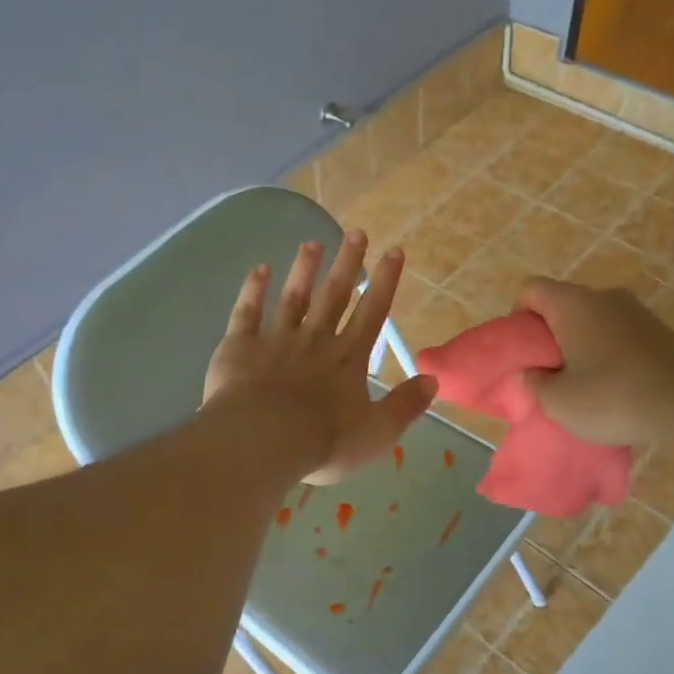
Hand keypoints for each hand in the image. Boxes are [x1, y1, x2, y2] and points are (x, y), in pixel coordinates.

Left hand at [204, 231, 437, 484]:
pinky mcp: (240, 346)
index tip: (394, 251)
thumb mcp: (377, 432)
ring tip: (312, 243)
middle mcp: (315, 340)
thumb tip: (433, 380)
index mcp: (348, 359)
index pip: (373, 313)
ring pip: (293, 297)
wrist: (263, 440)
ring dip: (304, 270)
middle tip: (356, 232)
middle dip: (348, 264)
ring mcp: (276, 340)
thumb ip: (405, 405)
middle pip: (334, 295)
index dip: (385, 282)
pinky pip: (247, 312)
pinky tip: (259, 269)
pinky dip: (253, 290)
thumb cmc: (323, 441)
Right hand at [517, 278, 673, 448]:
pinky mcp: (660, 330)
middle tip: (549, 372)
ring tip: (583, 383)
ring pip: (593, 320)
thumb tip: (532, 373)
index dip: (518, 317)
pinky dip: (609, 353)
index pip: (531, 290)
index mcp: (571, 304)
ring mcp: (636, 311)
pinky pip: (619, 334)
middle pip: (563, 304)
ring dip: (581, 345)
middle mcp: (603, 296)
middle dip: (550, 335)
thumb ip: (534, 383)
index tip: (525, 351)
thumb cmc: (612, 397)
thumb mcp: (557, 401)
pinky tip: (615, 387)